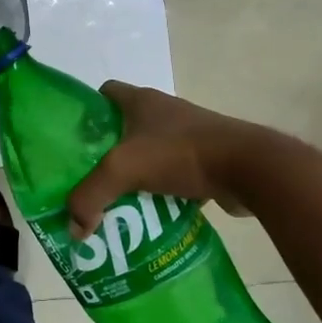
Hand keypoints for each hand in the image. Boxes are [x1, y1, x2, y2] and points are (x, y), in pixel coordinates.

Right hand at [67, 81, 265, 237]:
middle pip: (123, 127)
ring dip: (133, 175)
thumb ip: (90, 195)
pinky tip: (149, 214)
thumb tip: (74, 228)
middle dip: (105, 152)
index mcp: (140, 100)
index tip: (72, 141)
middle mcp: (163, 112)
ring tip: (114, 203)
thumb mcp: (123, 169)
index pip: (103, 94)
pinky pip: (172, 174)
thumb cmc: (180, 153)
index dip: (86, 113)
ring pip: (148, 153)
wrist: (248, 167)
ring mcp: (187, 135)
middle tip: (87, 180)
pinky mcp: (205, 159)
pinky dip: (159, 191)